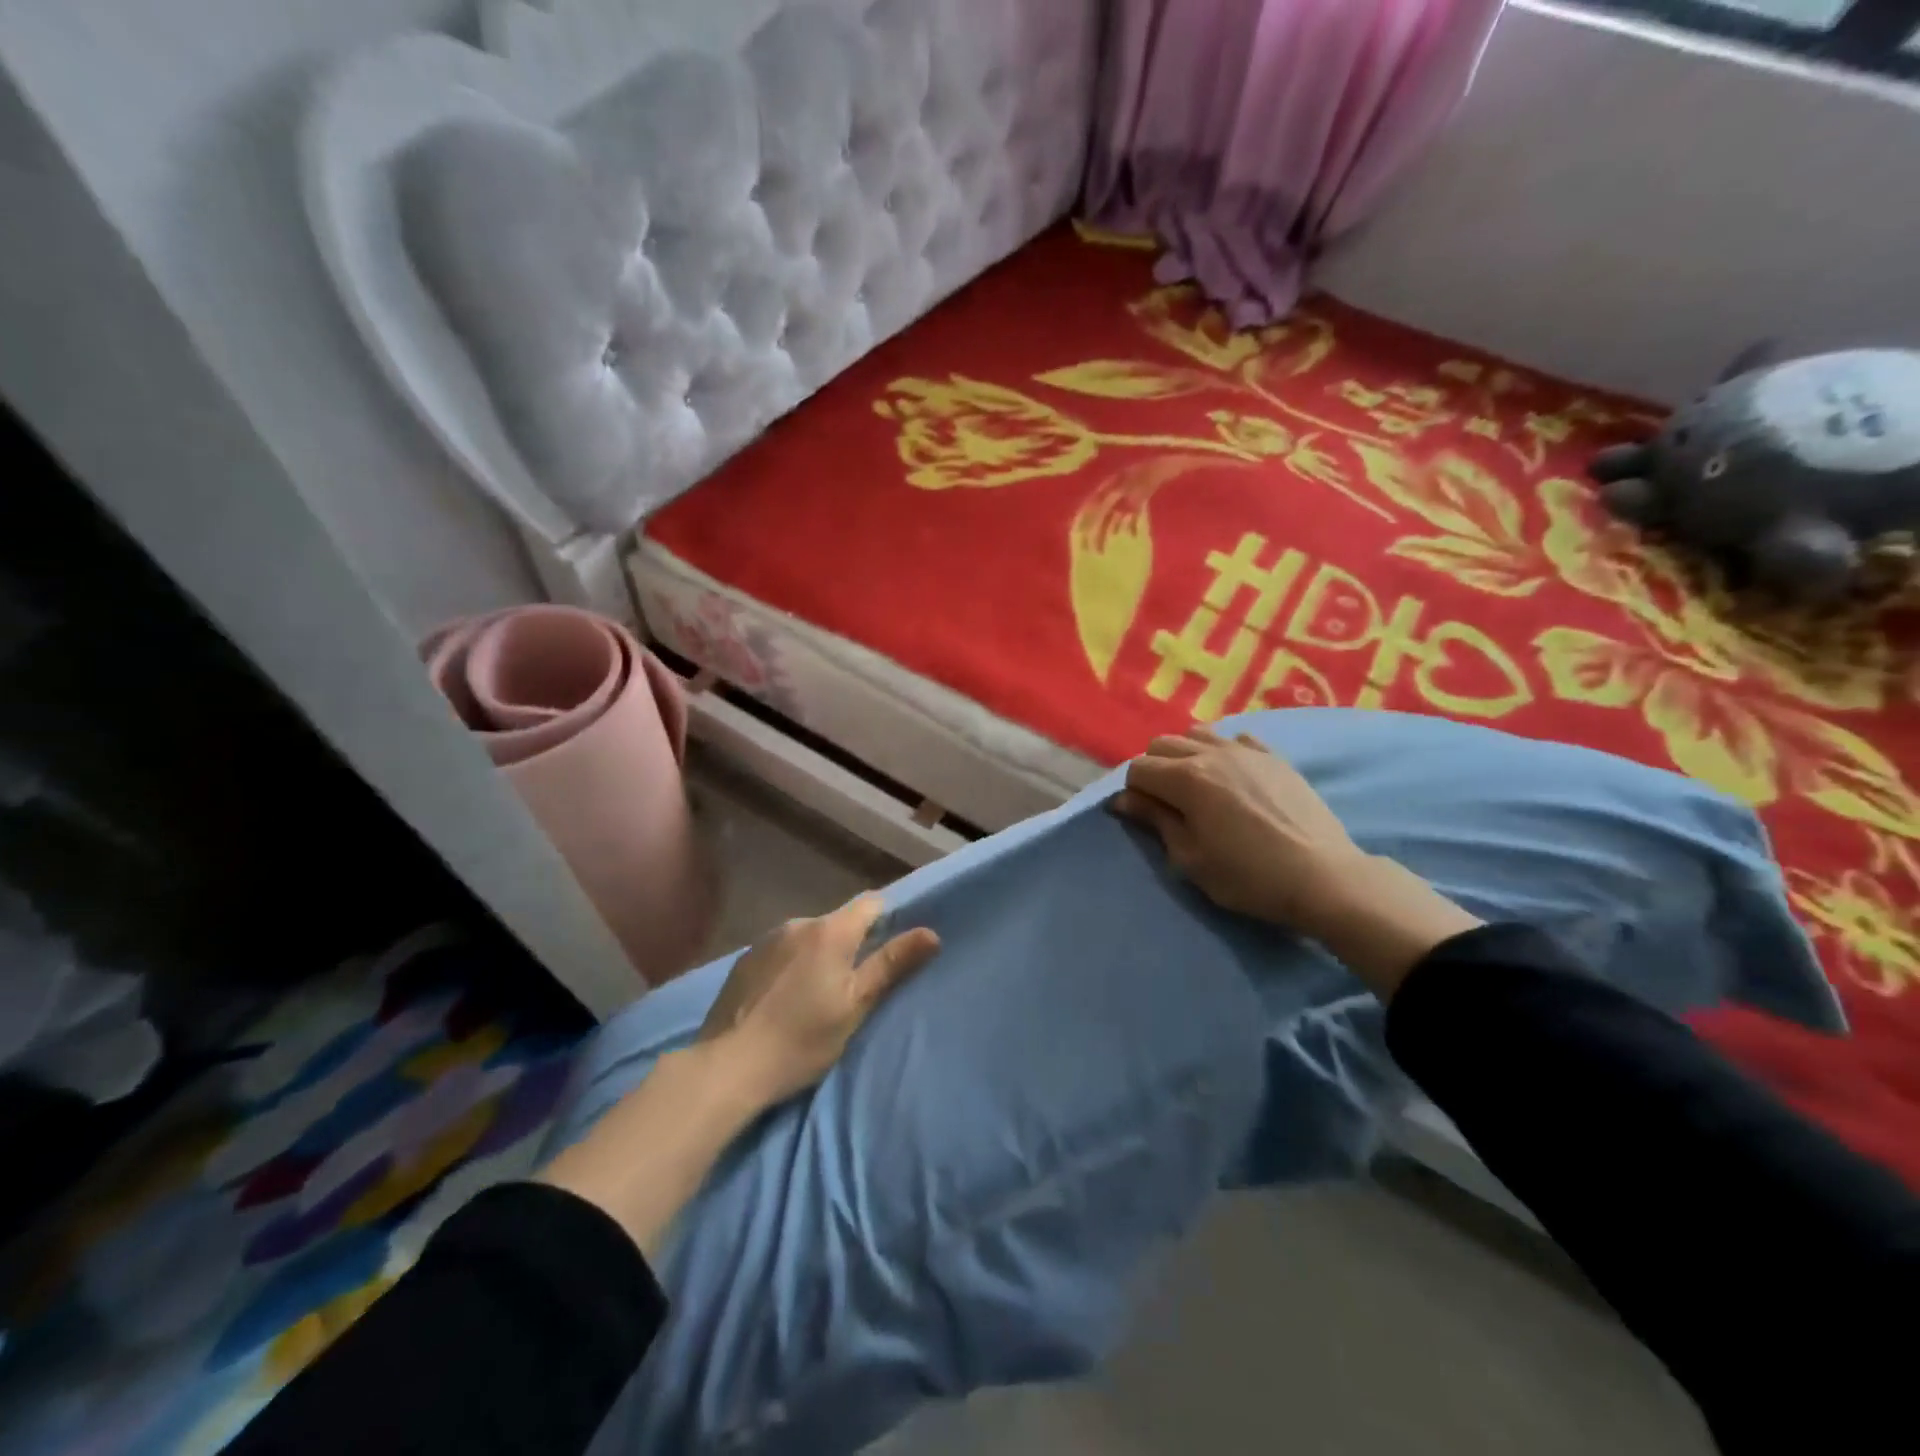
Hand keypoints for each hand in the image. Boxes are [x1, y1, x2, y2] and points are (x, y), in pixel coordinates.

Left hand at [699, 895, 941, 1108]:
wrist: (728, 1066)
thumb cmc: (802, 1039)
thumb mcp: (856, 1006)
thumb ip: (891, 965)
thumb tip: (931, 933)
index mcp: (831, 931)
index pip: (871, 903)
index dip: (887, 920)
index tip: (891, 950)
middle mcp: (799, 923)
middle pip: (839, 922)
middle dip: (852, 944)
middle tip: (854, 985)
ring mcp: (767, 939)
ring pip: (809, 937)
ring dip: (819, 955)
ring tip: (816, 995)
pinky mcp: (744, 959)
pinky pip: (782, 951)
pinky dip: (792, 965)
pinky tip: (784, 998)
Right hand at [1114, 726, 1480, 995]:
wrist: (1323, 877)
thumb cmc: (1248, 876)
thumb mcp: (1190, 859)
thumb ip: (1156, 821)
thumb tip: (1123, 800)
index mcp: (1186, 778)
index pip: (1138, 769)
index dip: (1133, 792)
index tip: (1145, 816)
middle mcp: (1211, 753)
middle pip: (1162, 744)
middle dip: (1154, 769)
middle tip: (1167, 804)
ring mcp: (1246, 750)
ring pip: (1196, 734)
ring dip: (1185, 755)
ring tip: (1197, 787)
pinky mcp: (1273, 757)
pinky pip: (1234, 738)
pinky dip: (1221, 751)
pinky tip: (1232, 777)